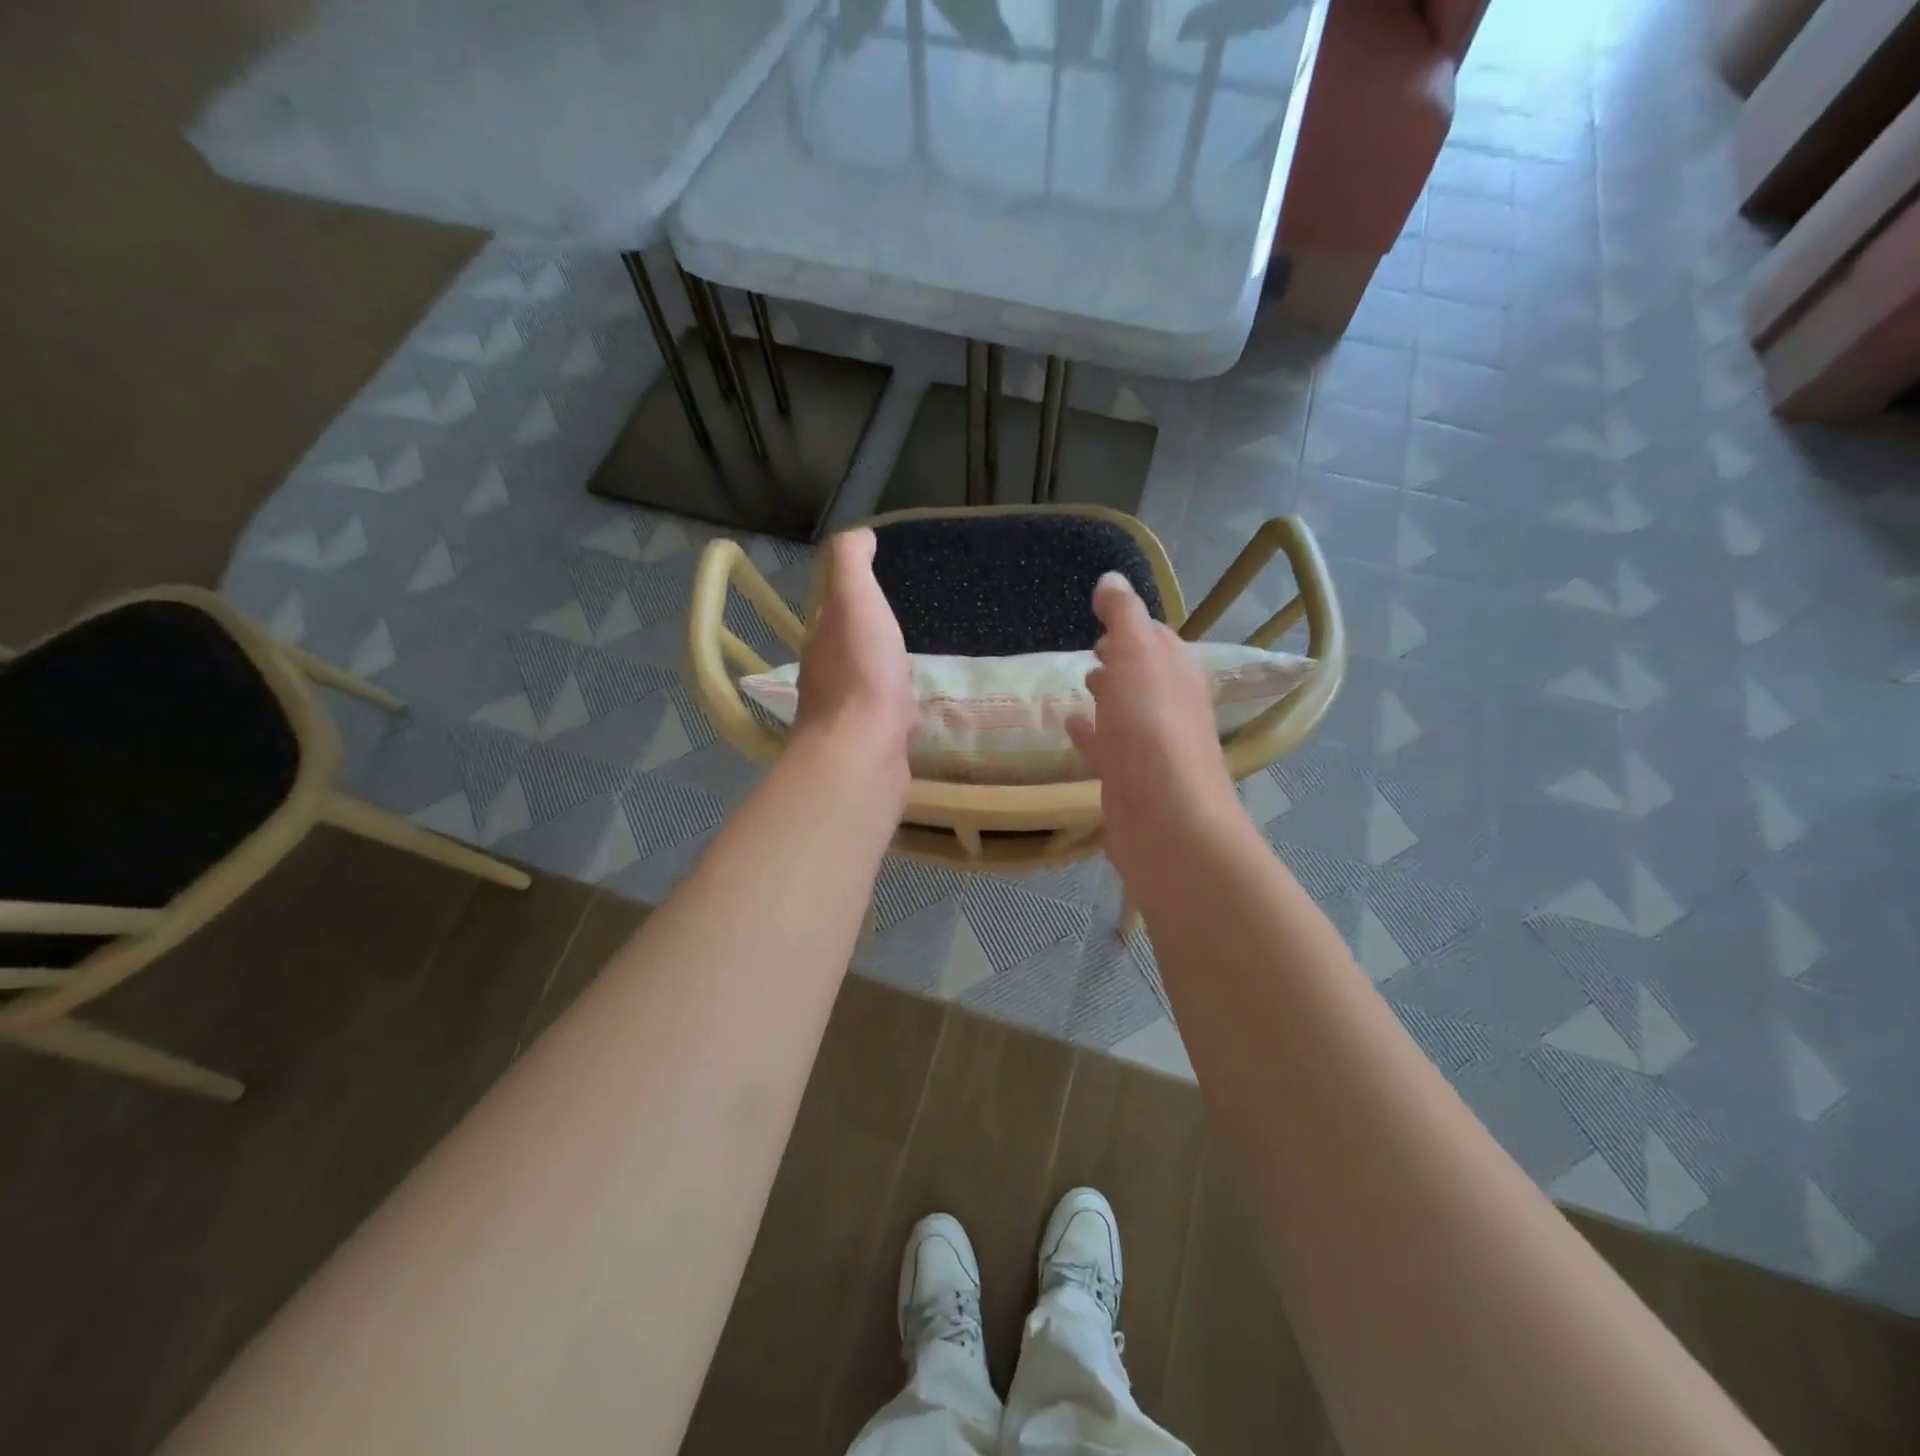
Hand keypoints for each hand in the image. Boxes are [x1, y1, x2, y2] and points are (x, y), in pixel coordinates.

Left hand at [794, 529, 914, 780]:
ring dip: (886, 676)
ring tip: (916, 666)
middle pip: (850, 651)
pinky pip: (887, 720)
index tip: (883, 588)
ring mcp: (848, 717)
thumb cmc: (862, 673)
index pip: (836, 613)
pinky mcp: (871, 746)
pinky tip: (918, 710)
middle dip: (872, 639)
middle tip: (906, 627)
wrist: (864, 753)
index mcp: (822, 643)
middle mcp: (827, 680)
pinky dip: (899, 710)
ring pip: (868, 687)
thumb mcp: (856, 601)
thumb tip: (858, 535)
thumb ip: (851, 565)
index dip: (856, 599)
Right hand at [1066, 573, 1244, 878]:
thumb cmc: (1151, 728)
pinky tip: (1070, 727)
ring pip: (1126, 711)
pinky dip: (1090, 733)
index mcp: (1176, 673)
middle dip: (1122, 659)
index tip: (1104, 615)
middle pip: (1145, 675)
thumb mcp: (1137, 656)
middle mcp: (1169, 707)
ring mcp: (1149, 747)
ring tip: (1081, 683)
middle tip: (1093, 649)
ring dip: (1108, 695)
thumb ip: (1123, 617)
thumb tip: (1111, 579)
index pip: (1157, 638)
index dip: (1132, 625)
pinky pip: (1106, 747)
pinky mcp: (1128, 780)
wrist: (1165, 820)